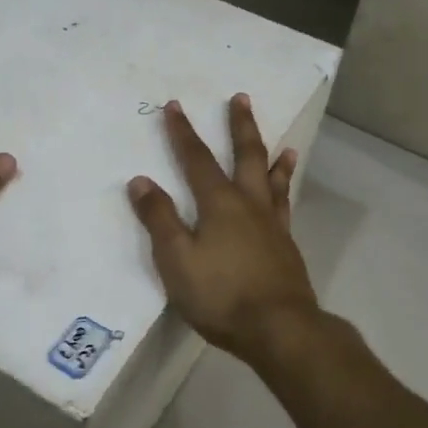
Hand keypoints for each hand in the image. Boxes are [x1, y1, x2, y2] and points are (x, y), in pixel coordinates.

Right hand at [127, 95, 320, 365]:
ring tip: (282, 144)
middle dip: (240, 127)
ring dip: (273, 158)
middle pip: (246, 156)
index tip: (174, 106)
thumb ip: (159, 219)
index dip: (183, 133)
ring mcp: (273, 226)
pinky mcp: (287, 248)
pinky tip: (284, 196)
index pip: (197, 160)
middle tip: (240, 98)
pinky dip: (285, 192)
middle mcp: (250, 205)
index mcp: (219, 204)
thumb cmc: (220, 295)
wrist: (279, 328)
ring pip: (273, 181)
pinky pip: (285, 207)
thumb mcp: (177, 260)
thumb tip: (141, 180)